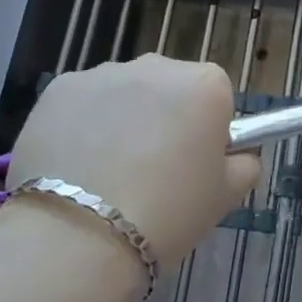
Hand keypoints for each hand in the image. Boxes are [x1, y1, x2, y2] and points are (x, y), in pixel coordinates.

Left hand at [0, 55, 260, 266]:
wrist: (79, 236)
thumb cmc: (168, 213)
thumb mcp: (226, 196)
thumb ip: (243, 164)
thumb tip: (237, 154)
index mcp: (206, 84)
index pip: (216, 96)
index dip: (205, 130)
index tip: (192, 164)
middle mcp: (157, 65)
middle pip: (169, 87)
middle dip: (163, 117)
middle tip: (150, 171)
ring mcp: (103, 73)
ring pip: (123, 93)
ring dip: (121, 119)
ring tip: (105, 174)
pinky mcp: (58, 89)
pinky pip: (81, 103)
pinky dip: (79, 125)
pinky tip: (73, 167)